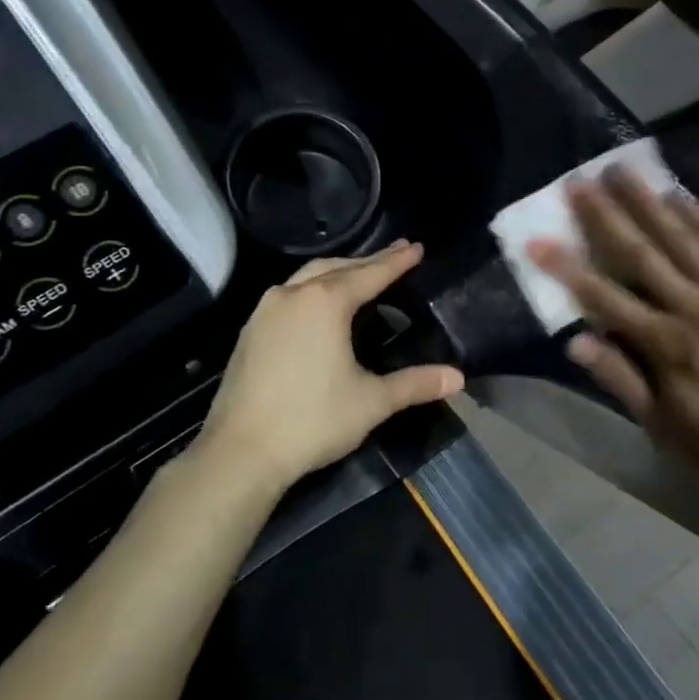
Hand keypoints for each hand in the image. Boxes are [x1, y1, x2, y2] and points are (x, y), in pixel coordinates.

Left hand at [191, 240, 463, 491]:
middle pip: (338, 267)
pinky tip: (319, 303)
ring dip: (338, 271)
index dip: (396, 262)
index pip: (370, 274)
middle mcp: (293, 295)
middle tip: (396, 253)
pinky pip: (289, 294)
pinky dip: (313, 288)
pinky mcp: (250, 331)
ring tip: (361, 273)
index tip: (416, 247)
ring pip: (308, 277)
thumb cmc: (312, 420)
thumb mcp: (372, 402)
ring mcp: (266, 311)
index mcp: (326, 303)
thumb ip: (415, 384)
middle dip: (369, 260)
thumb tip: (457, 378)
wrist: (241, 452)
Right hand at [529, 169, 698, 479]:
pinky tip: (680, 195)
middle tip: (578, 181)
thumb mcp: (665, 427)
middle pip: (641, 252)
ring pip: (682, 236)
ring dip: (648, 201)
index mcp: (665, 344)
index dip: (566, 267)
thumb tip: (575, 341)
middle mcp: (694, 306)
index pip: (603, 296)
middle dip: (605, 215)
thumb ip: (620, 380)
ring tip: (622, 171)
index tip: (537, 239)